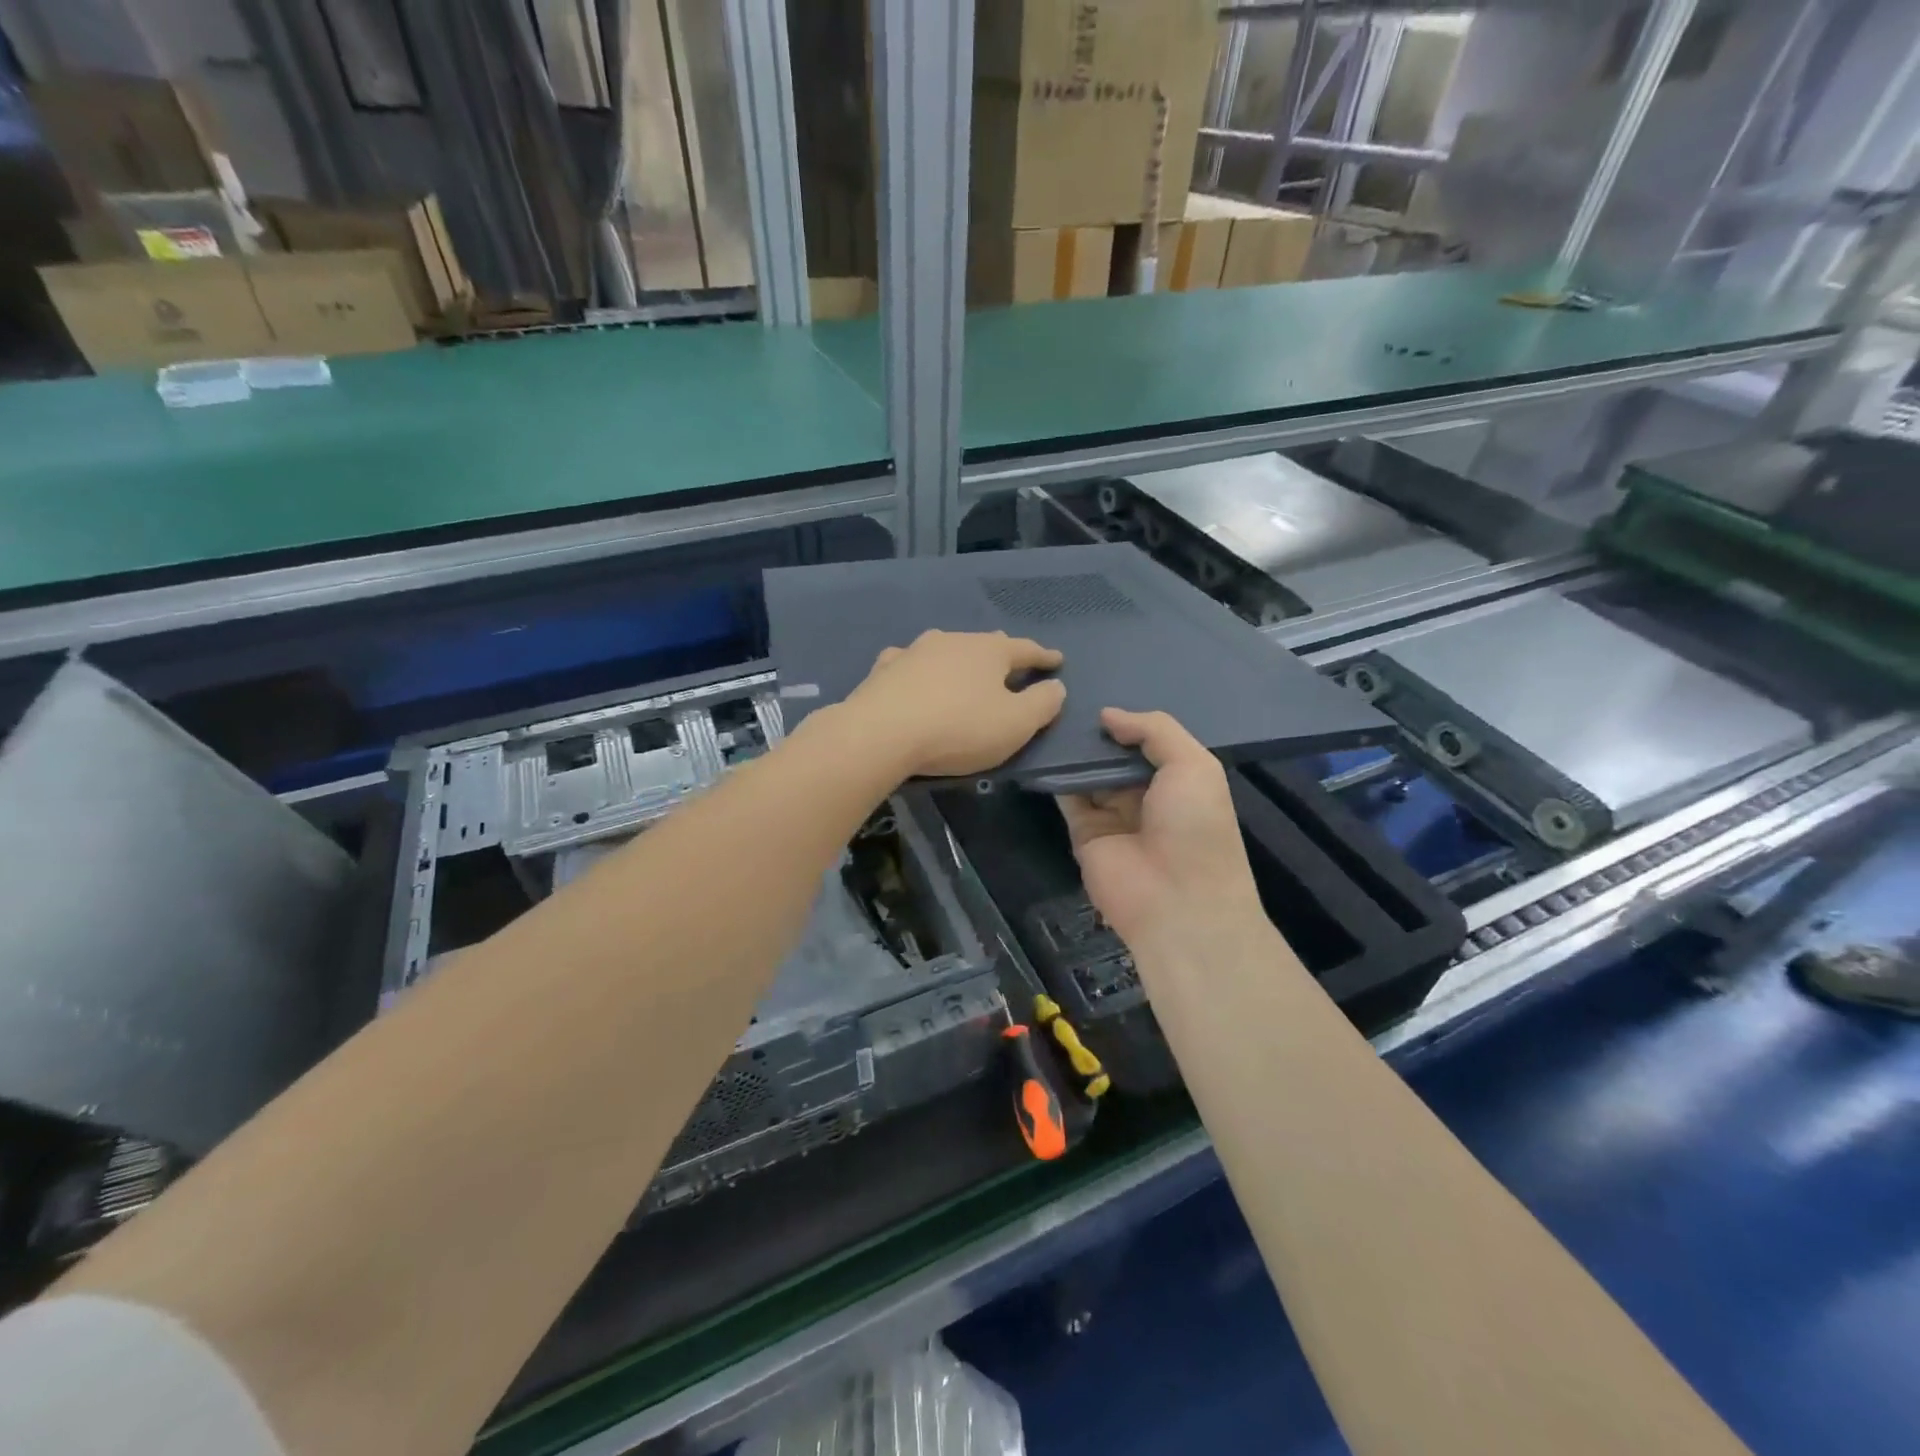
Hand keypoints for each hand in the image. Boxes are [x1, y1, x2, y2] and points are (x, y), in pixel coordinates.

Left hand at [841, 630, 1066, 778]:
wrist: (881, 733)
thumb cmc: (958, 728)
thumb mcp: (1015, 724)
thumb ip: (1042, 704)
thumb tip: (1055, 686)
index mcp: (989, 651)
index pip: (1025, 649)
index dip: (1043, 657)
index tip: (1057, 660)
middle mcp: (952, 640)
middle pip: (984, 644)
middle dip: (1001, 654)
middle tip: (1012, 662)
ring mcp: (914, 651)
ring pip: (945, 650)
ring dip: (958, 660)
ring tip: (964, 670)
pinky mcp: (884, 669)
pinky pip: (910, 664)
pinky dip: (920, 670)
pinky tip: (913, 675)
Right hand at [1056, 708, 1268, 958]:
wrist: (1177, 900)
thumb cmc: (1195, 826)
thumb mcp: (1193, 765)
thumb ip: (1154, 731)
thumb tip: (1108, 715)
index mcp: (1179, 779)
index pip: (1148, 742)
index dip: (1128, 721)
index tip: (1099, 692)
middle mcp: (1145, 794)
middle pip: (1114, 755)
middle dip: (1096, 732)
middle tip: (1064, 697)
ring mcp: (1112, 814)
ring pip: (1088, 772)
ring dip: (1073, 749)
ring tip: (1048, 712)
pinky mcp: (1083, 831)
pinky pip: (1066, 795)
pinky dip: (1055, 773)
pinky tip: (1041, 744)